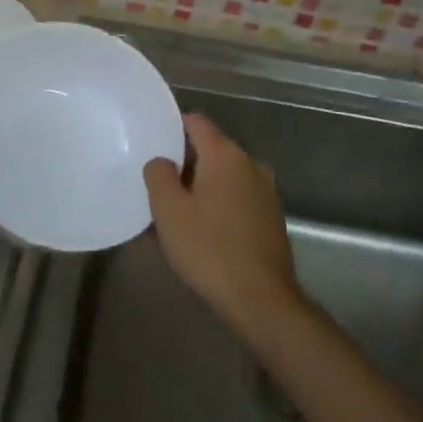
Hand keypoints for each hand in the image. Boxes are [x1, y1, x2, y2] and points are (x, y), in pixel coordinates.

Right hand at [142, 114, 304, 340]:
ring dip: (200, 187)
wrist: (261, 299)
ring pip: (224, 176)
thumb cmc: (209, 249)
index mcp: (225, 155)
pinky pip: (236, 198)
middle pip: (210, 149)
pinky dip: (217, 205)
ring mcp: (265, 191)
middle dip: (183, 162)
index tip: (151, 142)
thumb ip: (158, 175)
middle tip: (156, 183)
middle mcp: (250, 164)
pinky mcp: (271, 217)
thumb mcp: (169, 211)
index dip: (171, 127)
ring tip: (175, 211)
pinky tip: (201, 231)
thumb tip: (161, 161)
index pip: (196, 122)